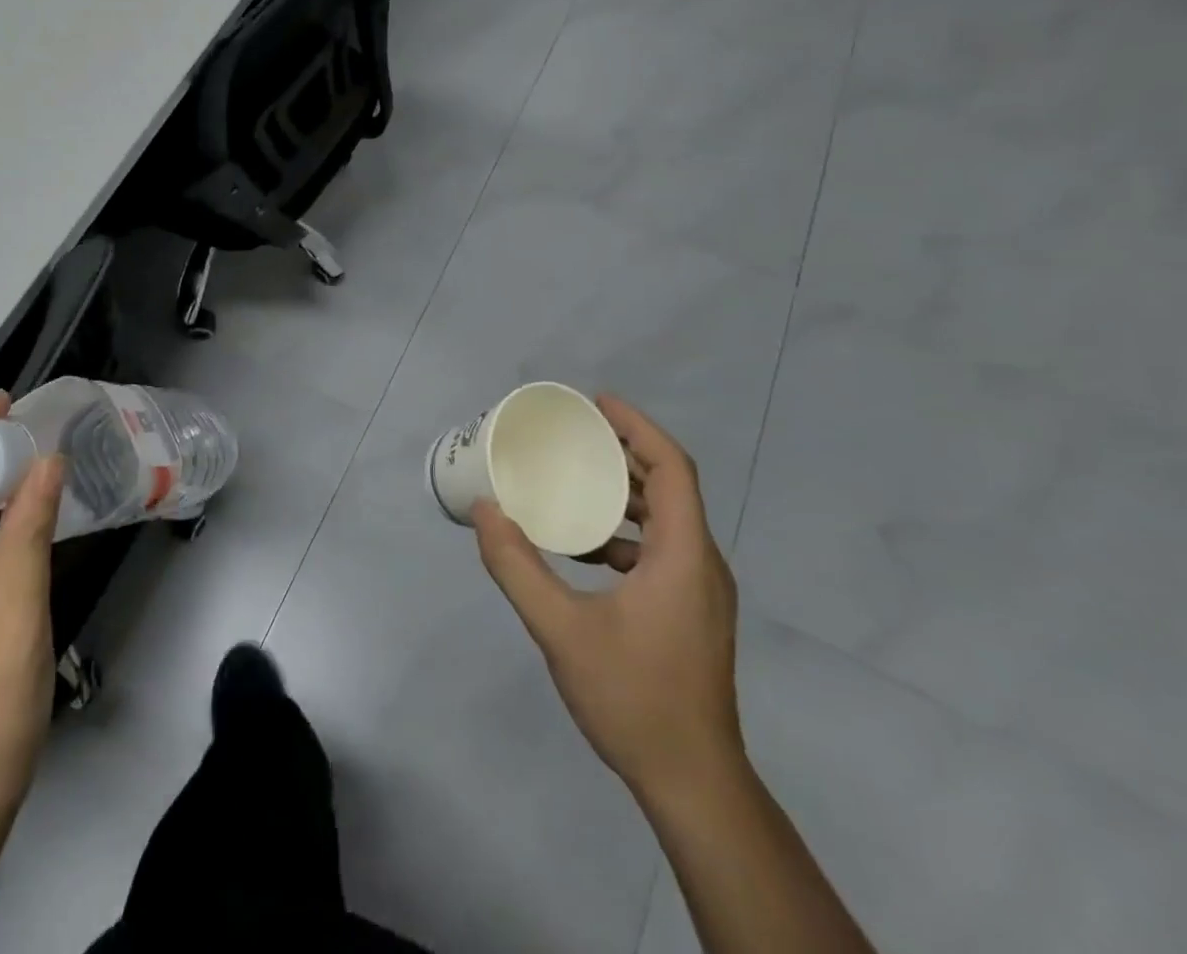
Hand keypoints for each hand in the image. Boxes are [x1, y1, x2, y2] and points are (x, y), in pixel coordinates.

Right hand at [473, 395, 742, 808]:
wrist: (693, 783)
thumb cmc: (633, 697)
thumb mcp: (560, 629)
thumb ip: (516, 566)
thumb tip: (484, 510)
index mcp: (683, 555)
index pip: (672, 468)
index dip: (637, 427)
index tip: (596, 404)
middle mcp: (702, 563)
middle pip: (670, 486)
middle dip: (624, 452)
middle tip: (574, 435)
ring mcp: (701, 590)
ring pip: (667, 518)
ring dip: (624, 492)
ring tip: (574, 480)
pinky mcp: (693, 612)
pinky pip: (663, 548)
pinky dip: (627, 531)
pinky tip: (586, 547)